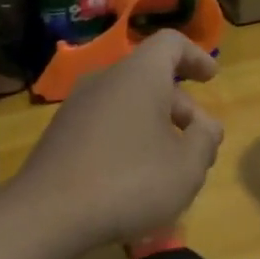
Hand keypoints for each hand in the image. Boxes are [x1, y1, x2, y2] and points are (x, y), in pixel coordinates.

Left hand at [11, 31, 224, 250]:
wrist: (48, 215)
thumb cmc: (130, 183)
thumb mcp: (187, 167)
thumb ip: (205, 140)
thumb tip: (205, 126)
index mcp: (139, 75)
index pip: (171, 43)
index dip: (196, 56)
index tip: (211, 78)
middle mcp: (104, 81)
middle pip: (151, 80)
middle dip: (182, 109)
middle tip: (201, 144)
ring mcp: (76, 108)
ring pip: (127, 106)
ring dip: (155, 128)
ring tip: (172, 169)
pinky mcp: (60, 137)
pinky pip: (105, 127)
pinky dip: (129, 142)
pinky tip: (136, 180)